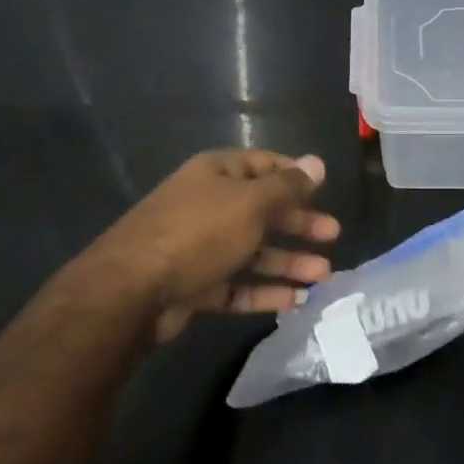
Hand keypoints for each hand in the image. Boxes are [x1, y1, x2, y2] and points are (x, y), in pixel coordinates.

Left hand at [88, 150, 339, 342]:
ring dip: (288, 261)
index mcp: (216, 173)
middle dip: (299, 223)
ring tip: (324, 276)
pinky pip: (236, 284)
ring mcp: (198, 246)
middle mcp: (207, 204)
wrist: (131, 291)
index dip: (295, 176)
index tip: (324, 191)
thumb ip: (288, 187)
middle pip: (262, 210)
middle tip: (332, 235)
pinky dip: (263, 291)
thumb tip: (318, 163)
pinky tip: (293, 300)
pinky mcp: (193, 284)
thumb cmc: (199, 232)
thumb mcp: (251, 203)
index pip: (264, 165)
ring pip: (252, 250)